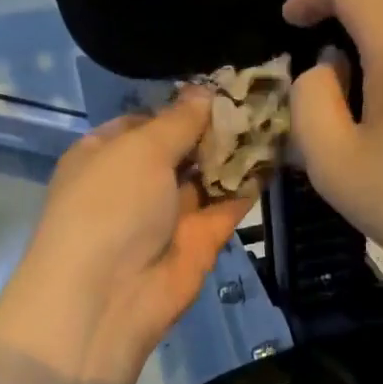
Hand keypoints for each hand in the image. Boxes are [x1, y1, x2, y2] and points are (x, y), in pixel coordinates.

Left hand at [0, 90, 258, 383]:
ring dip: (236, 152)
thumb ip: (178, 121)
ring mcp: (168, 214)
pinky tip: (277, 155)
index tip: (223, 88)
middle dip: (215, 127)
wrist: (109, 295)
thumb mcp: (140, 149)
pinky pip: (227, 206)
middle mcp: (135, 183)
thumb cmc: (111, 206)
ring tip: (277, 118)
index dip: (181, 105)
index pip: (146, 121)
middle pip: (181, 148)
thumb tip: (203, 92)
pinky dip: (249, 185)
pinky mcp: (199, 241)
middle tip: (261, 97)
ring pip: (207, 176)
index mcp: (105, 155)